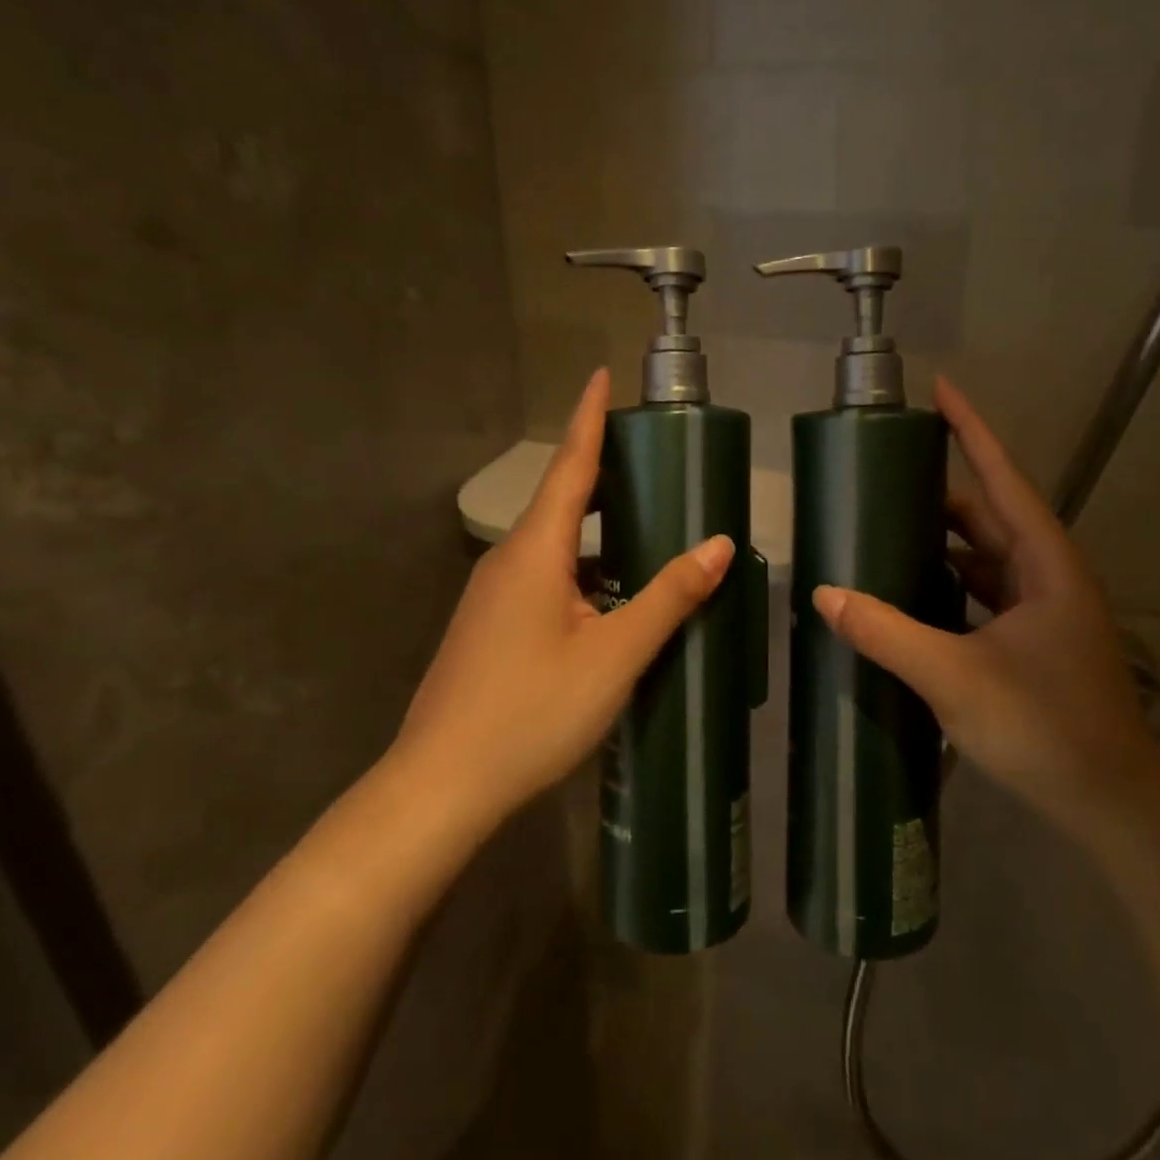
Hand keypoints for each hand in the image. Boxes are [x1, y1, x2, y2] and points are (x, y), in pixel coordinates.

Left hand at [395, 369, 733, 827]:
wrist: (441, 785)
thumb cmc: (532, 712)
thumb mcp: (615, 655)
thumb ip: (669, 597)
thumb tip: (718, 544)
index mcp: (536, 551)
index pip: (570, 466)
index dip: (588, 418)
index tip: (600, 374)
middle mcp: (509, 559)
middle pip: (562, 499)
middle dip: (602, 471)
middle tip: (650, 456)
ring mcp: (493, 594)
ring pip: (553, 543)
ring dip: (595, 527)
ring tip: (644, 523)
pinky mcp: (489, 625)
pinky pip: (543, 575)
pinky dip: (582, 567)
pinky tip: (609, 595)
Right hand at [811, 377, 1159, 837]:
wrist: (1113, 807)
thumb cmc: (1047, 729)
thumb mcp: (955, 677)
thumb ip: (887, 632)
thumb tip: (824, 593)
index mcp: (1045, 565)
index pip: (1003, 478)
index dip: (972, 430)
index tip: (941, 388)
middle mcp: (1048, 577)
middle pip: (990, 515)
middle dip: (942, 489)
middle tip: (884, 473)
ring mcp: (1044, 612)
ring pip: (985, 557)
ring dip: (942, 541)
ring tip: (885, 527)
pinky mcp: (1033, 643)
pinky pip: (983, 594)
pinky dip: (948, 584)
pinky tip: (910, 593)